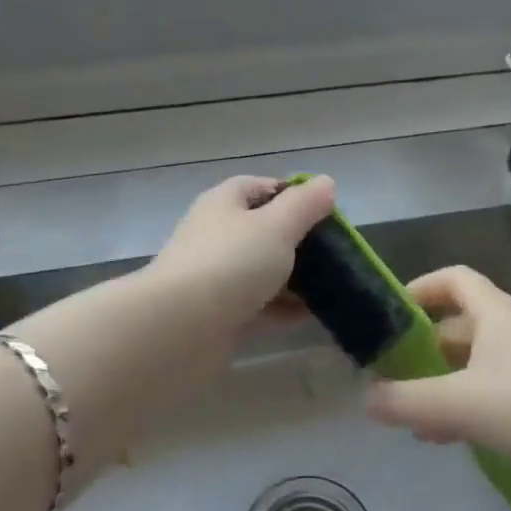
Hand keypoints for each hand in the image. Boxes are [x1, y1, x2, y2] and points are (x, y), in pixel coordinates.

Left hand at [148, 174, 336, 330]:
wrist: (178, 328)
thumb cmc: (231, 263)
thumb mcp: (277, 226)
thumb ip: (304, 204)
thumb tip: (326, 183)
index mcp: (224, 203)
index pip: (260, 186)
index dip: (293, 194)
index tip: (325, 212)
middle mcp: (216, 234)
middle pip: (262, 229)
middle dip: (297, 240)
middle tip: (333, 252)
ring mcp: (214, 275)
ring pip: (261, 269)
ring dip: (292, 277)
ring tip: (329, 286)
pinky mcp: (217, 312)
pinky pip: (257, 303)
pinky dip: (281, 308)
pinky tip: (309, 315)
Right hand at [364, 265, 510, 481]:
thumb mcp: (460, 404)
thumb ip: (407, 400)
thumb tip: (366, 398)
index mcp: (495, 313)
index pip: (453, 278)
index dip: (420, 288)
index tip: (390, 315)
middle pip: (460, 322)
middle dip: (424, 346)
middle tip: (395, 372)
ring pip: (476, 360)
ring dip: (444, 380)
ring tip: (415, 414)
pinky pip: (494, 387)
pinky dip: (468, 402)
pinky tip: (451, 436)